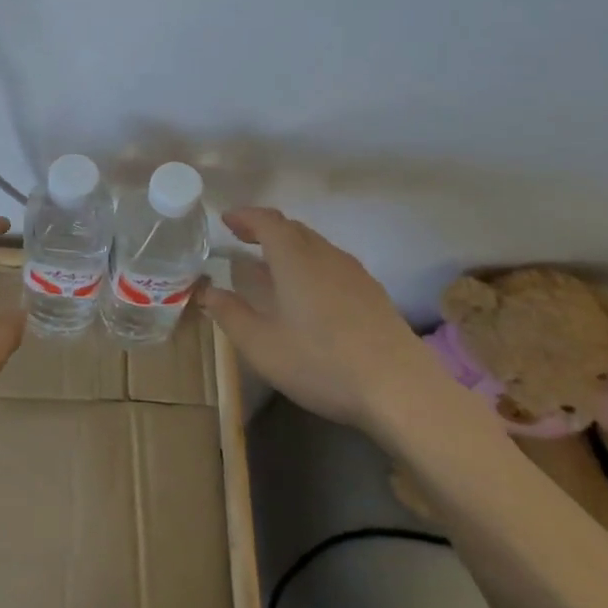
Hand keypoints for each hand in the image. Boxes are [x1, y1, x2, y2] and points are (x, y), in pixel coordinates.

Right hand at [201, 208, 437, 429]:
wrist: (401, 391)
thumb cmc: (321, 362)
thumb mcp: (261, 345)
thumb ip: (229, 313)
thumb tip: (207, 291)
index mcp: (295, 259)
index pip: (267, 221)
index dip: (244, 217)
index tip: (226, 220)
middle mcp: (326, 256)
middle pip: (293, 228)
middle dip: (265, 229)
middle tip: (243, 239)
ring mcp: (355, 274)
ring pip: (316, 246)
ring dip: (290, 246)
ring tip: (271, 266)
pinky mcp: (373, 295)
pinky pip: (333, 264)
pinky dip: (311, 264)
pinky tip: (308, 293)